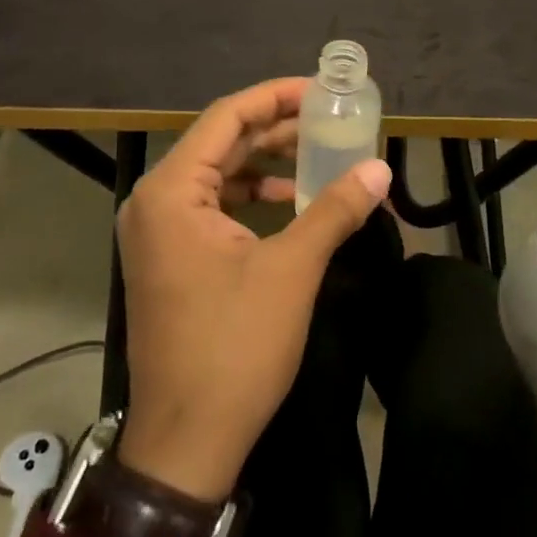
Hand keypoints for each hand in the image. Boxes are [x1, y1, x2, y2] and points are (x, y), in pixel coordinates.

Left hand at [113, 77, 391, 503]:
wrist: (186, 444)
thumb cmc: (233, 348)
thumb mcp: (291, 270)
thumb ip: (334, 209)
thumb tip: (381, 167)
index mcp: (172, 192)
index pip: (227, 118)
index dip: (276, 98)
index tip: (321, 91)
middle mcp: (155, 201)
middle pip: (222, 142)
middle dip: (277, 129)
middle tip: (329, 119)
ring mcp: (159, 232)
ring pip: (220, 174)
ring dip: (268, 162)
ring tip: (319, 155)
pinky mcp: (171, 258)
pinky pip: (215, 207)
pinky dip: (254, 197)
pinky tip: (294, 202)